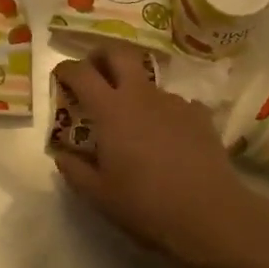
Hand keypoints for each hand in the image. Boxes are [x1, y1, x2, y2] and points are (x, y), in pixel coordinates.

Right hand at [50, 44, 268, 267]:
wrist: (209, 214)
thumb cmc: (145, 204)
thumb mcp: (99, 195)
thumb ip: (74, 170)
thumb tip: (62, 155)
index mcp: (111, 110)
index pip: (81, 73)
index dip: (66, 69)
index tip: (59, 76)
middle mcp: (141, 95)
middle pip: (119, 53)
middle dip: (102, 55)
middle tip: (94, 72)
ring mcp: (174, 101)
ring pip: (147, 81)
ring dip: (134, 90)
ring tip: (134, 121)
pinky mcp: (199, 114)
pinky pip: (175, 103)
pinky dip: (164, 112)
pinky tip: (167, 136)